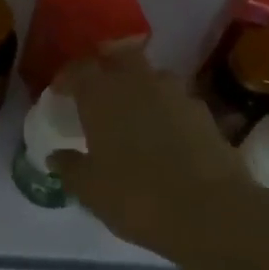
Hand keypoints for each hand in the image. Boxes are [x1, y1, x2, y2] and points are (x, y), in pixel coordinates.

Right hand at [50, 52, 254, 258]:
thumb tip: (57, 156)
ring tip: (132, 114)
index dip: (68, 78)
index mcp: (102, 94)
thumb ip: (70, 167)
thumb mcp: (90, 190)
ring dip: (139, 87)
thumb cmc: (137, 197)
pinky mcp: (205, 113)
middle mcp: (139, 82)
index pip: (79, 68)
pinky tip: (163, 135)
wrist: (211, 212)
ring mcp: (177, 94)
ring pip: (152, 77)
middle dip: (106, 68)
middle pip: (119, 57)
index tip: (60, 93)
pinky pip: (176, 102)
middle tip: (97, 91)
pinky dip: (166, 111)